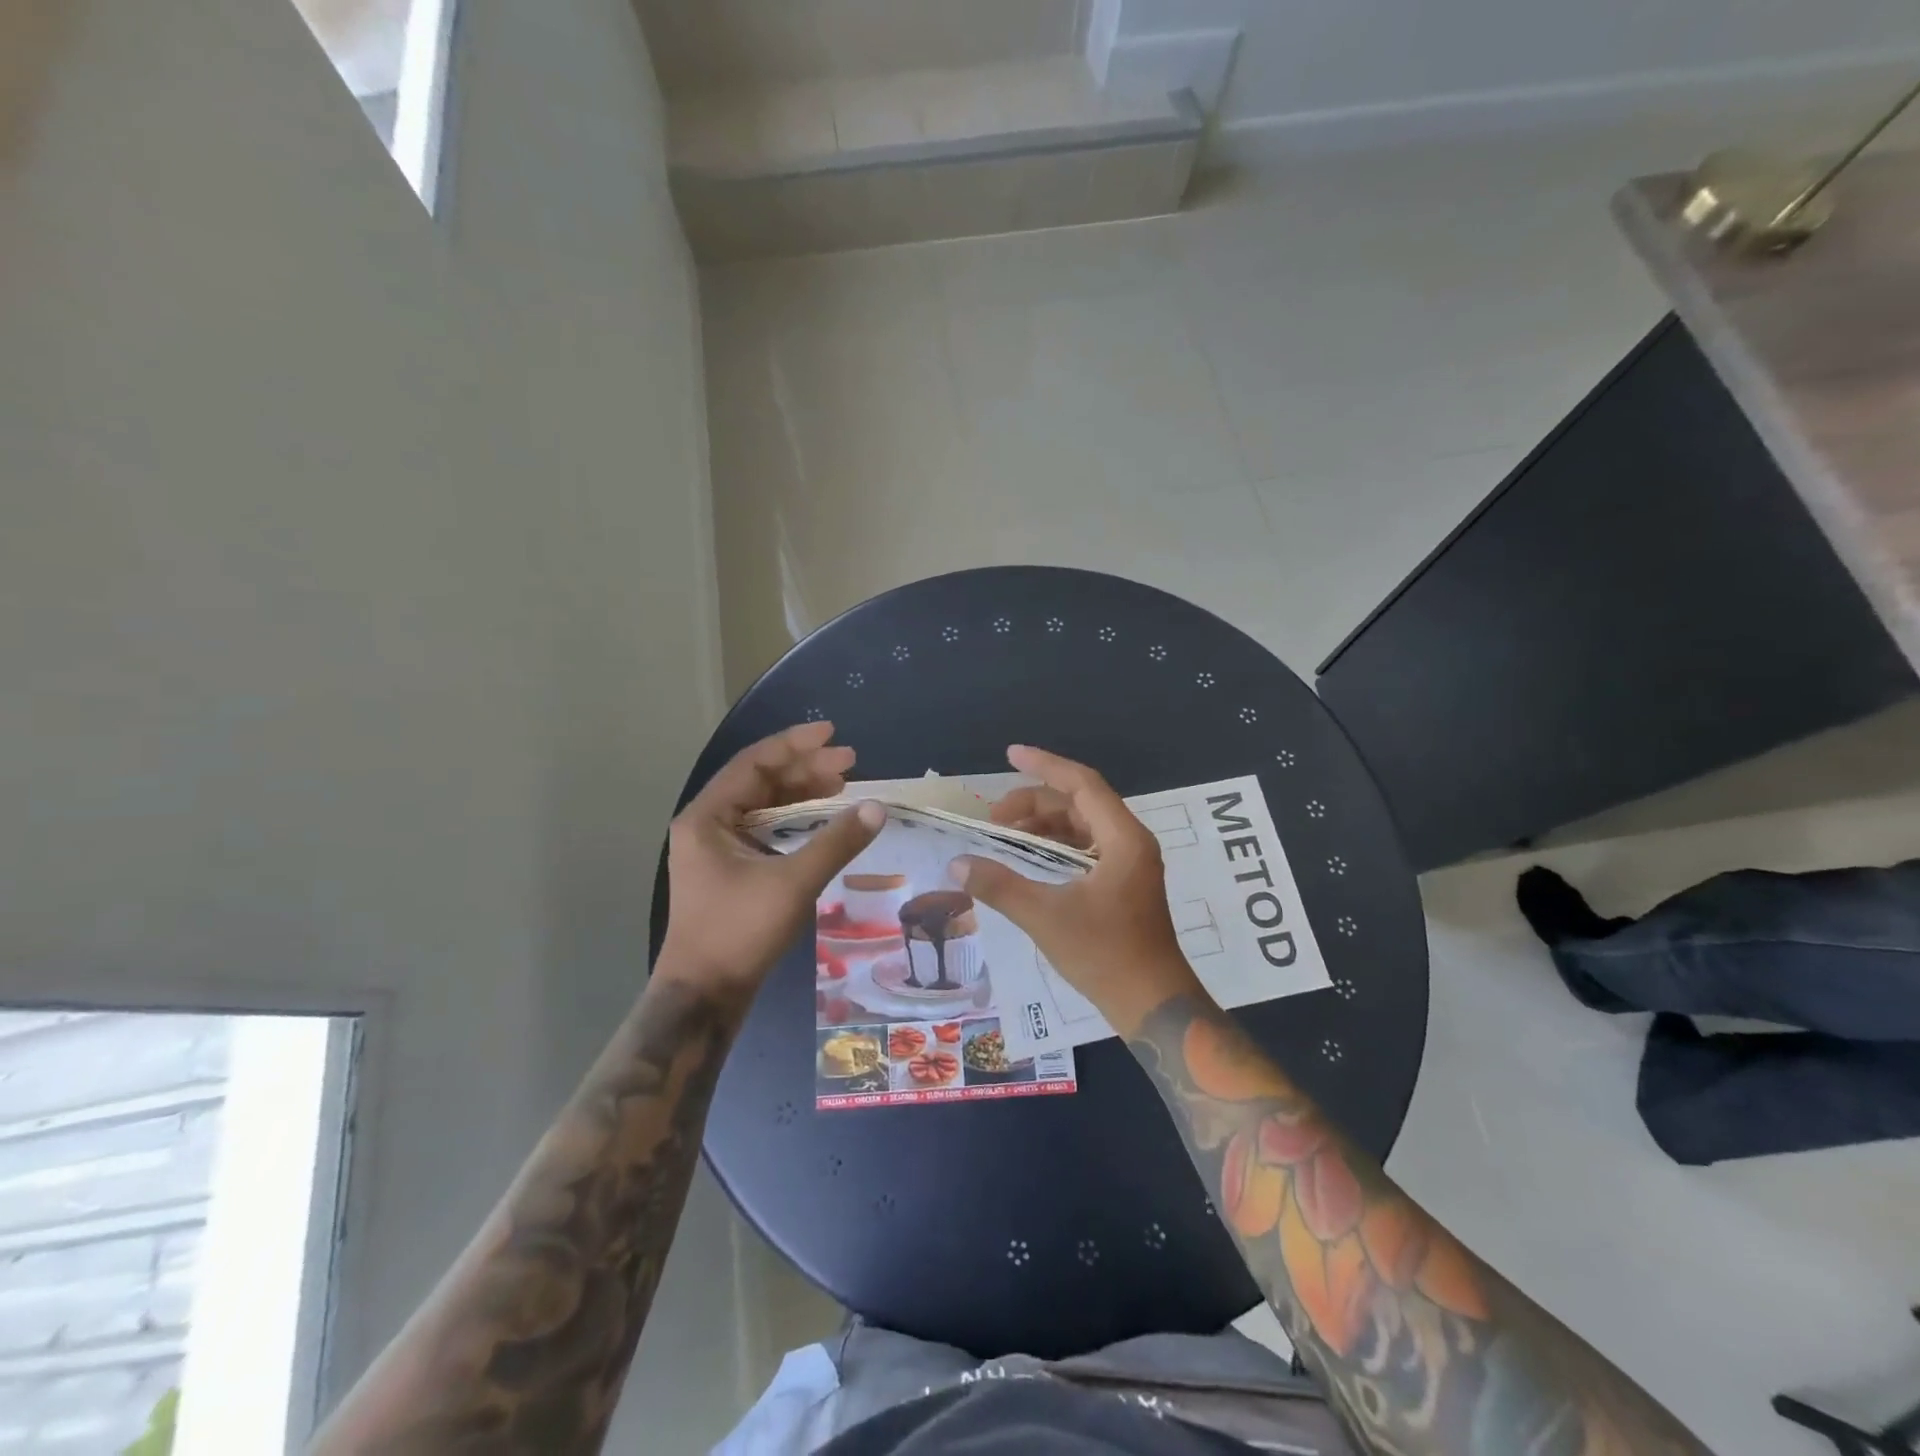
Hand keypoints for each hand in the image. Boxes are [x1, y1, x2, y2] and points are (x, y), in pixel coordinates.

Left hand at [658, 722, 883, 1002]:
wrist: (703, 997)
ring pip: (765, 807)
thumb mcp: (793, 883)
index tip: (832, 734)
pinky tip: (824, 821)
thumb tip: (877, 807)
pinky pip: (767, 832)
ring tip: (843, 785)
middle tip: (850, 763)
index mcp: (707, 817)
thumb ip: (836, 841)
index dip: (795, 745)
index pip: (754, 764)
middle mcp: (708, 826)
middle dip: (805, 769)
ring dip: (802, 794)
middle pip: (760, 782)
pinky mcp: (731, 872)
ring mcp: (718, 851)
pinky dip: (796, 822)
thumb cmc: (740, 932)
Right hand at [956, 745, 1203, 1034]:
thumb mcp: (1045, 916)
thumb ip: (1000, 886)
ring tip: (1006, 838)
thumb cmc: (1105, 955)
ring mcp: (1130, 864)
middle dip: (1035, 803)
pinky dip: (1057, 847)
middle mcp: (1130, 842)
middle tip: (995, 820)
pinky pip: (1087, 849)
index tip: (1010, 753)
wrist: (1153, 1004)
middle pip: (1079, 803)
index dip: (1044, 765)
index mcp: (1122, 839)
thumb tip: (957, 864)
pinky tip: (1030, 861)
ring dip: (1045, 826)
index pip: (1081, 784)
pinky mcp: (1124, 884)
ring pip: (1082, 827)